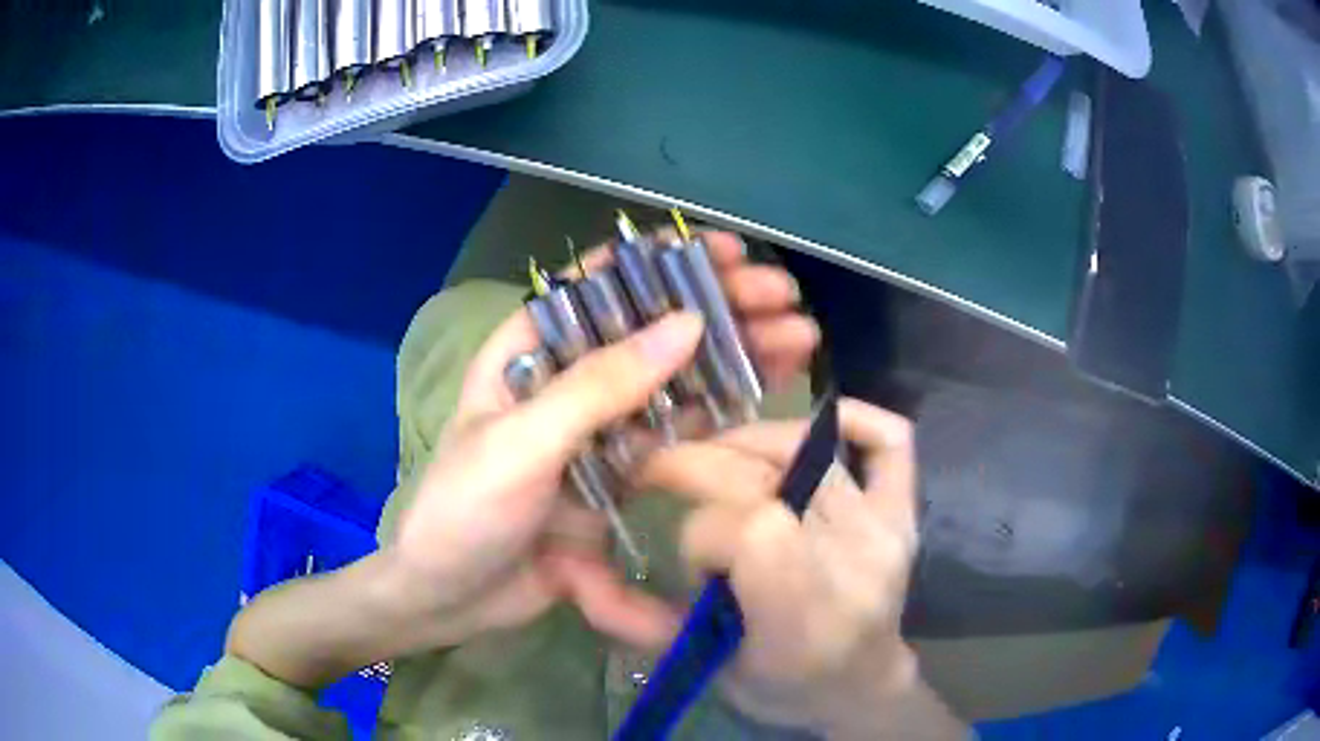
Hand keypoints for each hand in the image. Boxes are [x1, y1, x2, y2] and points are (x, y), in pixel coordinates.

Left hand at [389, 231, 818, 649]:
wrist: (454, 596)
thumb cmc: (464, 510)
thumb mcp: (522, 443)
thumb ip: (600, 386)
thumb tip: (686, 323)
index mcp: (529, 351)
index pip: (599, 286)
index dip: (662, 261)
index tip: (726, 251)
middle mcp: (569, 378)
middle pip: (650, 328)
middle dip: (718, 307)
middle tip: (783, 296)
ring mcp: (602, 427)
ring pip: (677, 377)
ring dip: (735, 354)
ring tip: (799, 337)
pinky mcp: (625, 472)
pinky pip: (681, 432)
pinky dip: (725, 409)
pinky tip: (772, 390)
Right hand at [637, 399, 922, 730]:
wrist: (858, 684)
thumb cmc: (780, 687)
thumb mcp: (705, 670)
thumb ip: (640, 621)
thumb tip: (572, 566)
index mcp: (807, 618)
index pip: (754, 530)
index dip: (703, 529)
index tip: (685, 550)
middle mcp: (857, 562)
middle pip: (773, 476)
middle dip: (701, 464)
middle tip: (663, 471)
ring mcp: (887, 529)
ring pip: (811, 445)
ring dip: (748, 441)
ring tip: (718, 457)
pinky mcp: (904, 511)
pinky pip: (890, 439)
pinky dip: (848, 417)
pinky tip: (804, 431)